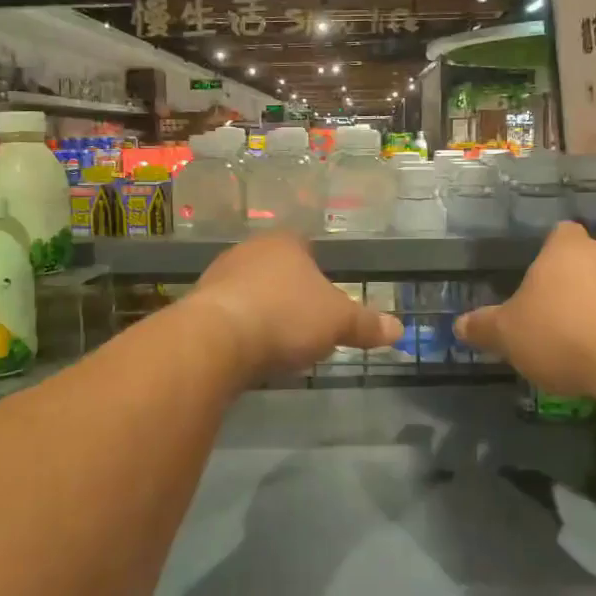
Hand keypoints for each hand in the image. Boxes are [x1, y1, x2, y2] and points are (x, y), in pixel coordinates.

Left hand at [188, 233, 403, 379]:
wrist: (217, 339)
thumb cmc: (286, 316)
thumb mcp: (338, 322)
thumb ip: (366, 324)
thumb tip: (399, 328)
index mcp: (284, 244)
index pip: (305, 247)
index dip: (317, 270)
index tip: (325, 297)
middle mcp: (247, 251)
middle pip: (275, 269)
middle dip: (288, 293)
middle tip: (305, 322)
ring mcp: (217, 276)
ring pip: (248, 290)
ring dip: (261, 310)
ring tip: (277, 342)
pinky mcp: (196, 306)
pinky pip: (227, 314)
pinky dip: (239, 328)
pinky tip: (248, 351)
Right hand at [455, 222, 595, 395]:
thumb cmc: (562, 335)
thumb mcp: (508, 336)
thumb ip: (483, 328)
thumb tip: (459, 325)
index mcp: (565, 249)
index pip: (560, 234)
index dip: (552, 253)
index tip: (544, 280)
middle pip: (593, 255)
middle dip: (582, 277)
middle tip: (565, 311)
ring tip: (594, 338)